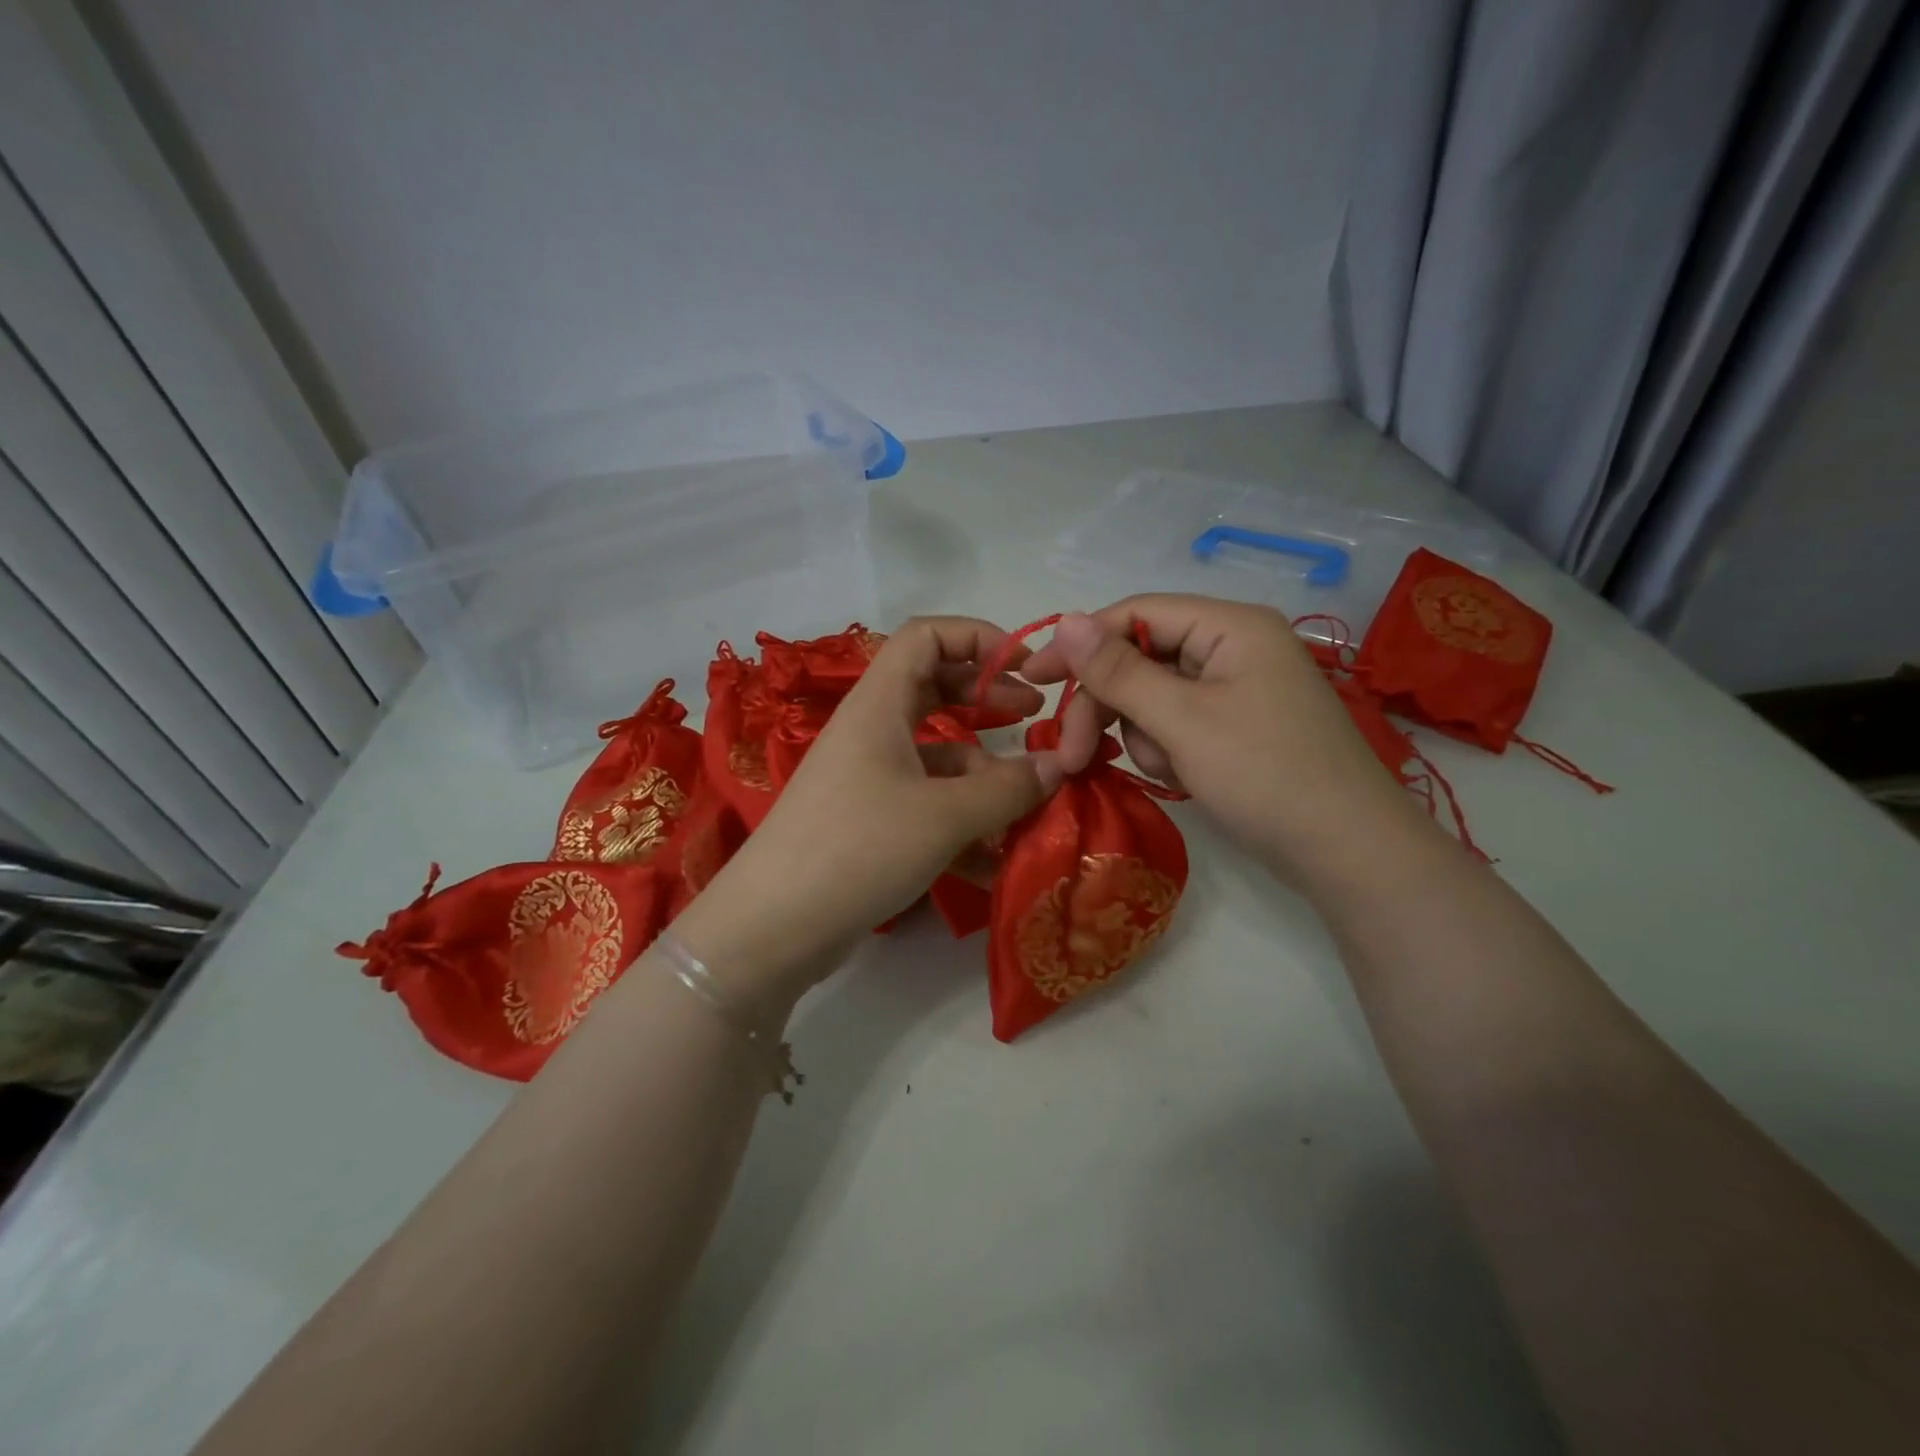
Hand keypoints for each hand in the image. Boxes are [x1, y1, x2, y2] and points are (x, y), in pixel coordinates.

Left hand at [671, 617, 1056, 1011]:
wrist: (772, 928)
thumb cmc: (858, 848)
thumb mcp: (944, 816)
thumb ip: (1008, 788)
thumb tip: (1059, 766)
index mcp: (879, 704)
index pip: (927, 635)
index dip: (980, 638)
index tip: (1027, 669)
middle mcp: (872, 731)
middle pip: (935, 688)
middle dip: (988, 697)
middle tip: (1035, 719)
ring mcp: (868, 778)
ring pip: (937, 754)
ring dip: (984, 773)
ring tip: (1030, 805)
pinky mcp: (869, 822)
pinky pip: (926, 804)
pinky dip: (962, 821)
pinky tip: (995, 861)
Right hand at [1020, 596, 1420, 874]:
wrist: (1347, 854)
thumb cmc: (1266, 776)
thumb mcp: (1182, 721)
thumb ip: (1119, 671)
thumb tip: (1064, 620)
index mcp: (1230, 626)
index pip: (1136, 614)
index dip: (1080, 643)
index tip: (1034, 679)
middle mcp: (1234, 646)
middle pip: (1141, 658)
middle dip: (1107, 705)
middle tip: (1071, 754)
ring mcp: (1238, 687)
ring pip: (1154, 695)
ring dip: (1143, 734)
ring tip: (1169, 770)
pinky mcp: (1237, 725)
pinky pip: (1178, 722)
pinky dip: (1168, 748)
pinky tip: (1184, 777)